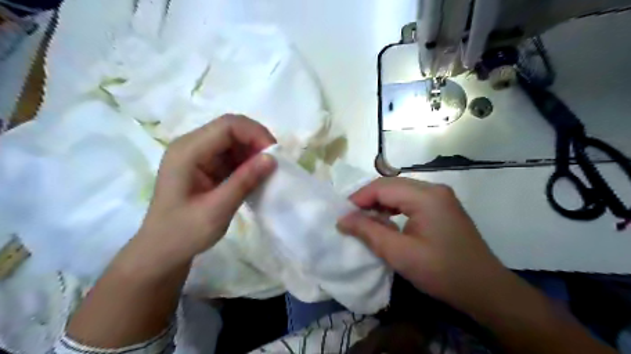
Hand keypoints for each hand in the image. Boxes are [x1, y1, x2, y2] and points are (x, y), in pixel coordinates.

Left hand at [134, 117, 274, 268]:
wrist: (162, 251)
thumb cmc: (183, 233)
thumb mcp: (217, 210)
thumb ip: (244, 181)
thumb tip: (272, 158)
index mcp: (187, 151)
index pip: (227, 126)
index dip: (255, 134)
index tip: (275, 155)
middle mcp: (191, 146)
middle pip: (231, 129)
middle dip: (256, 143)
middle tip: (274, 165)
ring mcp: (198, 155)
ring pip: (234, 141)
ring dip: (253, 153)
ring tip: (266, 174)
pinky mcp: (205, 165)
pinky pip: (232, 155)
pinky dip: (247, 163)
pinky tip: (255, 178)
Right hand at [338, 178, 509, 310]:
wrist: (485, 290)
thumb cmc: (442, 272)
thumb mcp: (400, 254)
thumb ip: (368, 232)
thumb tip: (342, 219)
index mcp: (425, 196)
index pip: (382, 187)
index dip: (359, 198)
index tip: (342, 215)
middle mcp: (433, 189)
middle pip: (391, 186)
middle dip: (368, 200)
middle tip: (350, 218)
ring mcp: (440, 197)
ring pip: (400, 192)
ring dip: (380, 204)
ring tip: (364, 220)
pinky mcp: (442, 207)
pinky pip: (410, 200)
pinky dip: (393, 208)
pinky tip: (386, 221)